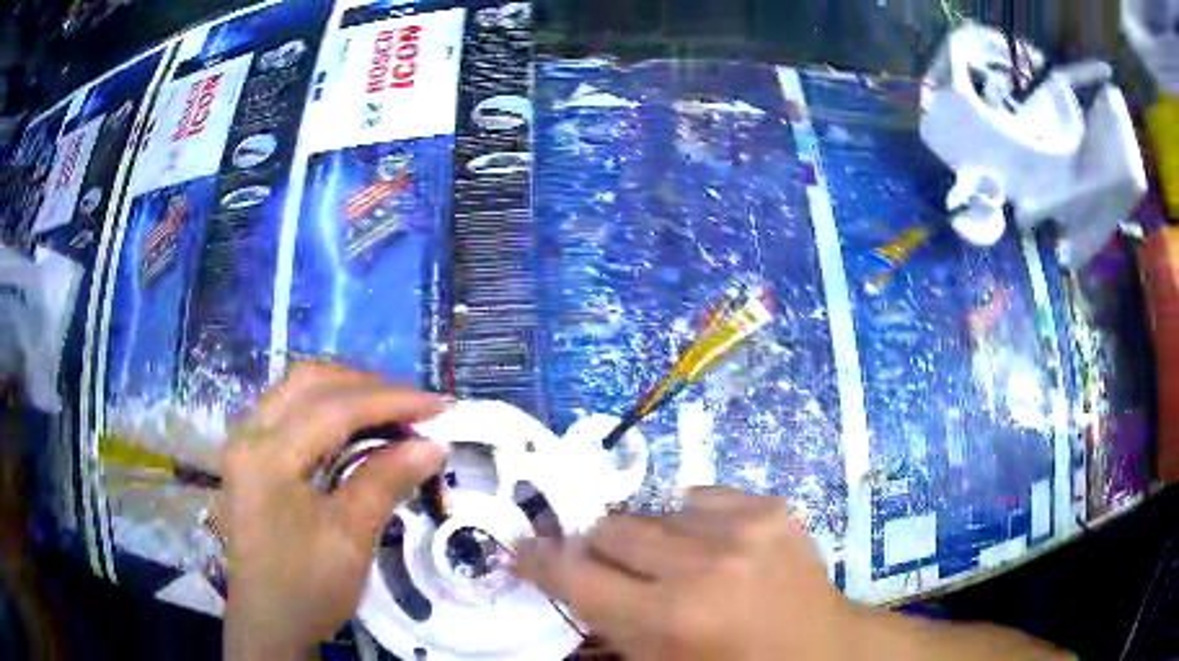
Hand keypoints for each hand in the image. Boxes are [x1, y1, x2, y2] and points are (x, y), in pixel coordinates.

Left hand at [219, 363, 446, 659]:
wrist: (268, 622)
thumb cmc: (307, 587)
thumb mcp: (350, 538)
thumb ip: (385, 481)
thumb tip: (432, 444)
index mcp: (266, 455)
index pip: (334, 408)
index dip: (391, 401)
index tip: (441, 405)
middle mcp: (248, 433)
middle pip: (309, 381)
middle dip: (366, 386)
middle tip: (413, 406)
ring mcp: (244, 442)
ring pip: (296, 390)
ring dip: (345, 392)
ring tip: (389, 412)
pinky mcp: (249, 455)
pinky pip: (288, 410)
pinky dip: (326, 408)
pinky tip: (351, 426)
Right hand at [514, 487, 851, 659]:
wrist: (821, 651)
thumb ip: (606, 624)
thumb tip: (564, 577)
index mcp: (667, 619)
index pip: (574, 576)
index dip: (539, 560)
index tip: (522, 549)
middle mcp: (701, 566)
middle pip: (609, 530)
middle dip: (599, 551)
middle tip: (616, 572)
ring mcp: (742, 529)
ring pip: (652, 512)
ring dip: (650, 541)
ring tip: (677, 567)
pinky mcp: (771, 507)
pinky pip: (699, 497)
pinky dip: (693, 522)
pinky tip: (714, 548)